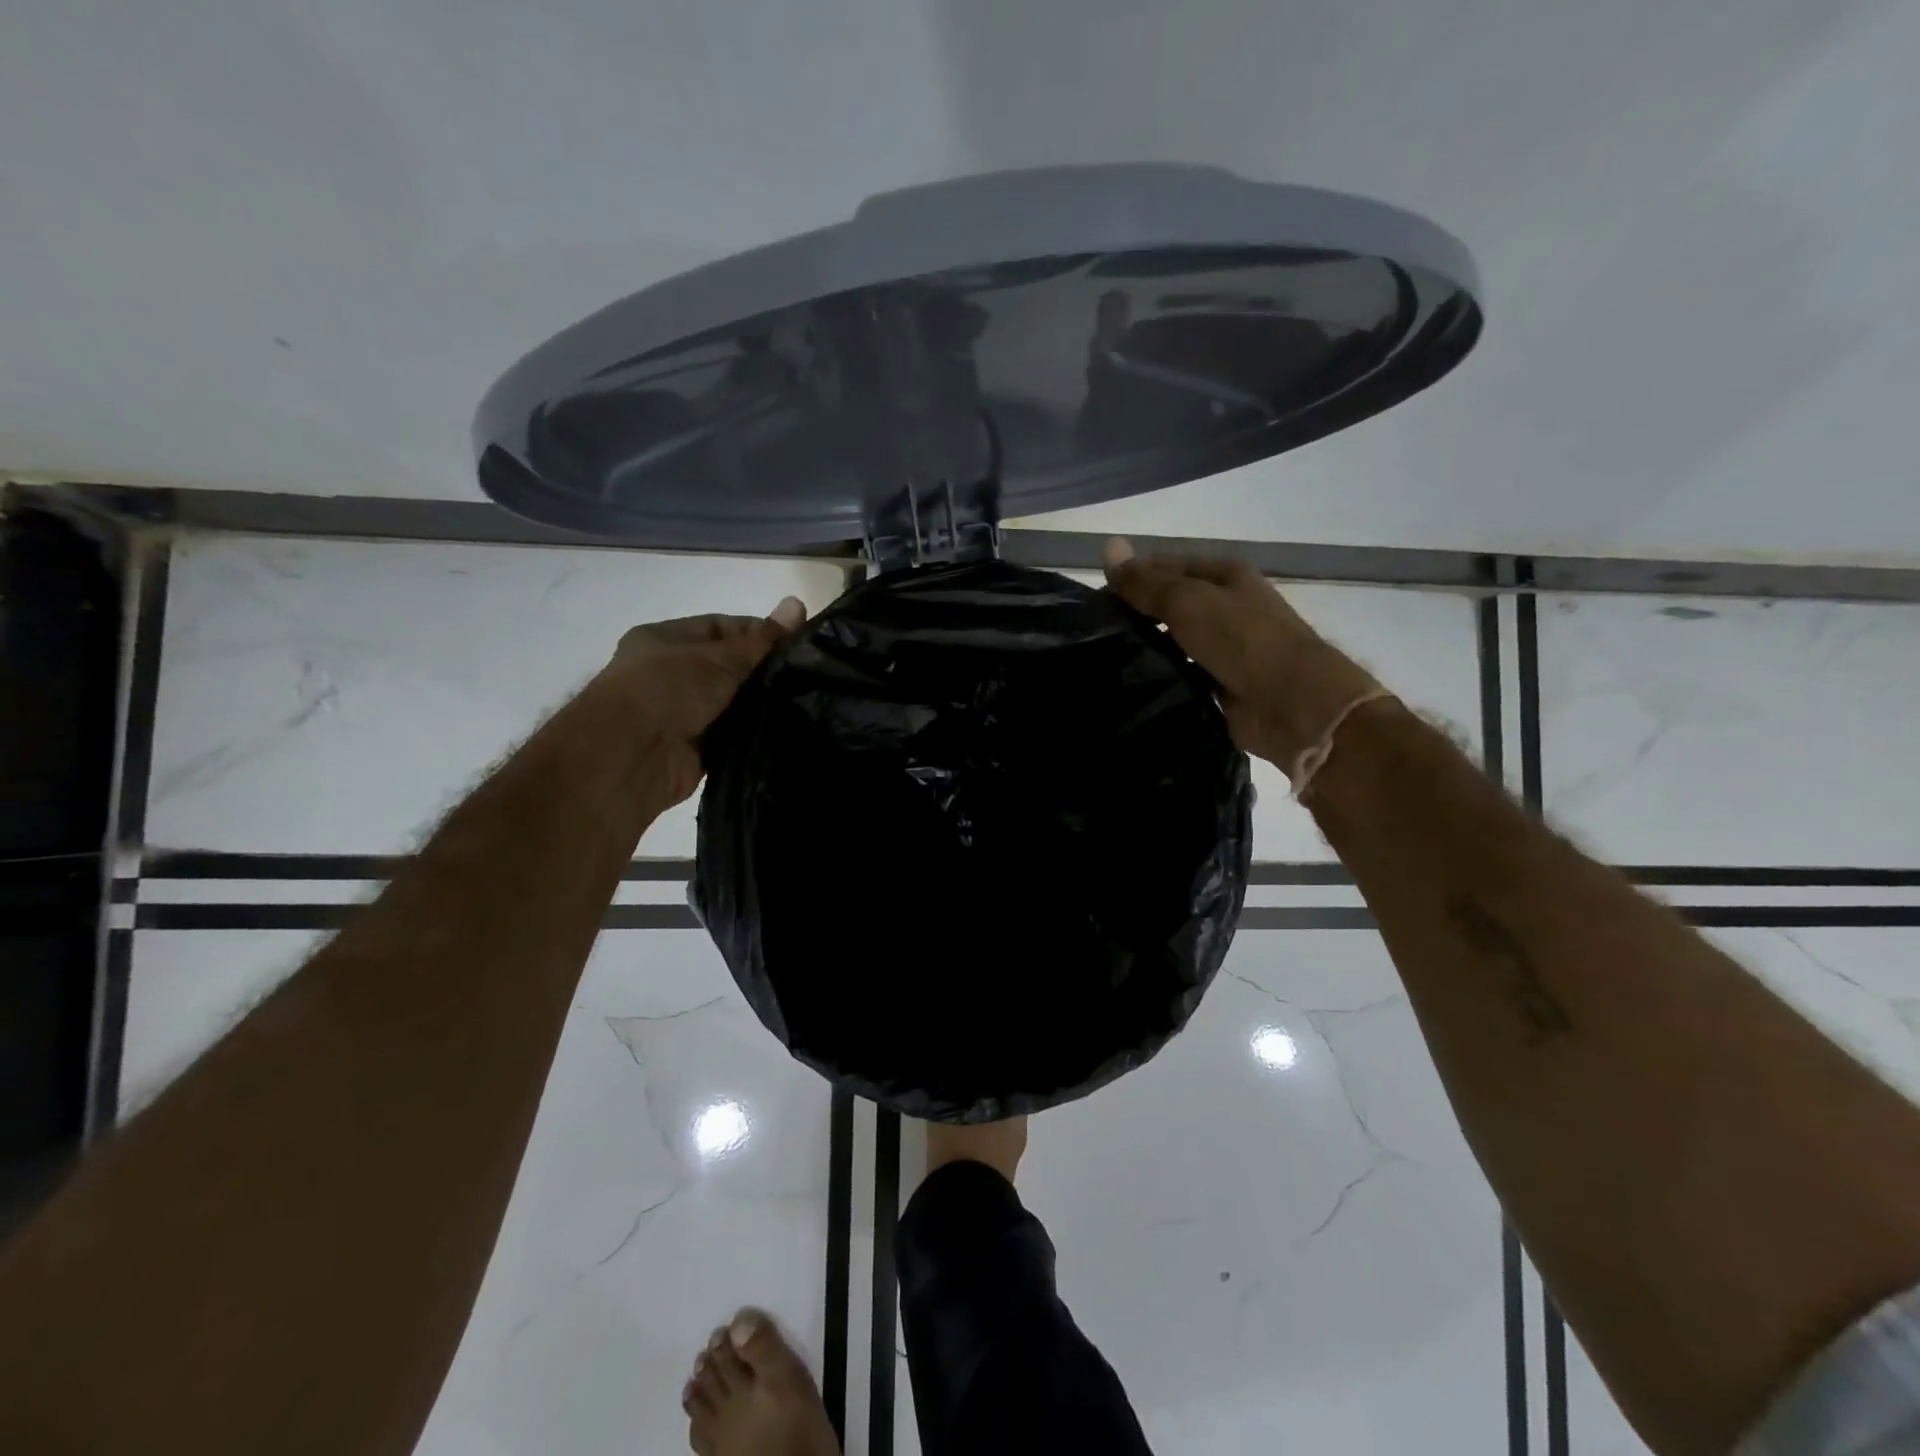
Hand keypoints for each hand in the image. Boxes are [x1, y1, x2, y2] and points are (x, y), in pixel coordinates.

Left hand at [605, 596, 806, 803]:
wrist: (629, 757)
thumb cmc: (667, 689)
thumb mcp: (718, 658)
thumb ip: (761, 640)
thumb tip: (798, 602)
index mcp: (667, 639)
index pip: (723, 628)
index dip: (760, 633)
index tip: (799, 644)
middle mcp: (673, 674)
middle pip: (731, 667)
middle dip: (765, 672)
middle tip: (810, 675)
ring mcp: (684, 714)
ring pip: (734, 704)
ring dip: (761, 705)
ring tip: (807, 702)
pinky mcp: (696, 750)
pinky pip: (733, 737)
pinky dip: (754, 735)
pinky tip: (788, 731)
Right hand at [1102, 538, 1380, 768]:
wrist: (1293, 704)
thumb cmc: (1242, 639)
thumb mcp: (1188, 601)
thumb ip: (1146, 582)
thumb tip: (1108, 546)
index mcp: (1226, 576)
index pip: (1168, 565)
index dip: (1133, 576)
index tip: (1094, 597)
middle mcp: (1229, 607)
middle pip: (1172, 604)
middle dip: (1137, 614)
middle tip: (1093, 632)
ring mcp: (1227, 648)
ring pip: (1176, 642)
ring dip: (1147, 649)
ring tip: (1104, 660)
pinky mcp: (1223, 685)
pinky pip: (1184, 675)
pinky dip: (1162, 678)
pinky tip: (1132, 685)